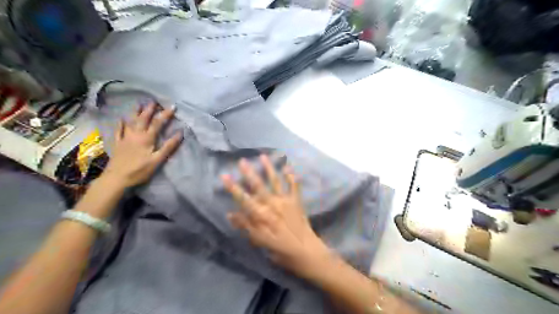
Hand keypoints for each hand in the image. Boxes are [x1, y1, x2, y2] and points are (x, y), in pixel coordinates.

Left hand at [101, 104, 183, 188]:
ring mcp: (125, 138)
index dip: (165, 114)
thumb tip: (180, 133)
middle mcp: (135, 134)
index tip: (173, 106)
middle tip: (154, 101)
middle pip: (143, 119)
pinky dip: (121, 123)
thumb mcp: (157, 160)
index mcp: (147, 138)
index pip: (157, 123)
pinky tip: (121, 119)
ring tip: (139, 104)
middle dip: (150, 109)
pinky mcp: (118, 143)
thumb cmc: (140, 170)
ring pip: (131, 121)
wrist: (117, 178)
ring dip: (136, 112)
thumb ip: (168, 146)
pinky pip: (119, 130)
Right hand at [220, 154, 330, 276]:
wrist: (306, 251)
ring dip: (269, 168)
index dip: (233, 187)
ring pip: (275, 181)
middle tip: (242, 160)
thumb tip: (230, 214)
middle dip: (249, 173)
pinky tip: (288, 166)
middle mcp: (272, 204)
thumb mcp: (260, 242)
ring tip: (264, 156)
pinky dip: (292, 176)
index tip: (224, 175)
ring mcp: (286, 201)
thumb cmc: (281, 250)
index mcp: (262, 215)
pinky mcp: (296, 201)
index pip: (243, 198)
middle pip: (258, 186)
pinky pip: (294, 186)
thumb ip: (246, 227)